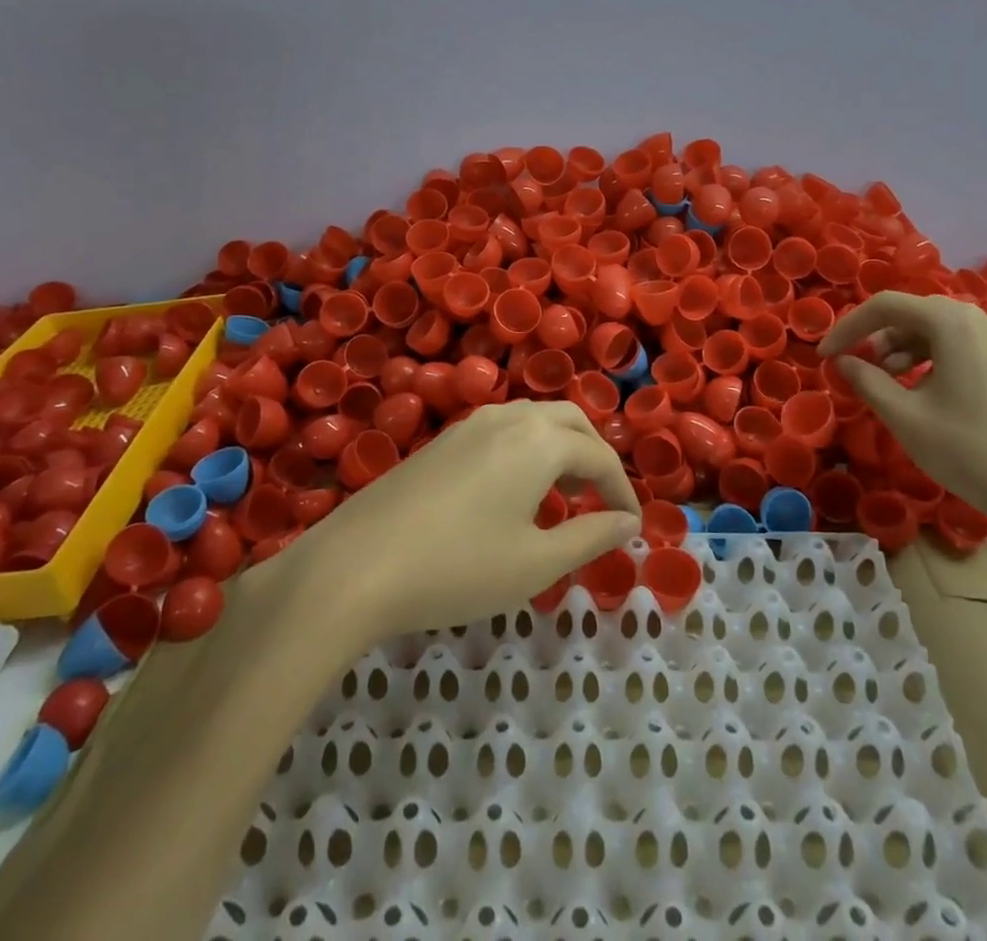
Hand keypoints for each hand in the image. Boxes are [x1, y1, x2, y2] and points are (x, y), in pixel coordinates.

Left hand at [280, 400, 640, 646]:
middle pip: (569, 421)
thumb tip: (628, 523)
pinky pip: (504, 430)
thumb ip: (590, 537)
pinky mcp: (443, 440)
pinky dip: (528, 450)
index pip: (598, 456)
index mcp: (539, 440)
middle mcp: (509, 418)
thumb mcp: (535, 563)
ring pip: (534, 420)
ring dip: (560, 448)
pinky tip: (514, 492)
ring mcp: (470, 424)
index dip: (622, 490)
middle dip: (594, 455)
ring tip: (562, 496)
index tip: (632, 525)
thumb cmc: (458, 568)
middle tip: (600, 500)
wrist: (355, 565)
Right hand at [820, 293, 986, 527]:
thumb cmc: (969, 449)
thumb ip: (866, 380)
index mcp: (952, 322)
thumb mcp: (904, 416)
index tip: (826, 355)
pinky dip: (935, 359)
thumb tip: (843, 362)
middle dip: (878, 338)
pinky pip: (965, 346)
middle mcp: (981, 320)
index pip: (885, 305)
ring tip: (890, 384)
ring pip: (941, 330)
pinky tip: (927, 393)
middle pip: (915, 314)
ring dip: (906, 349)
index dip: (848, 327)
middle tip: (858, 368)